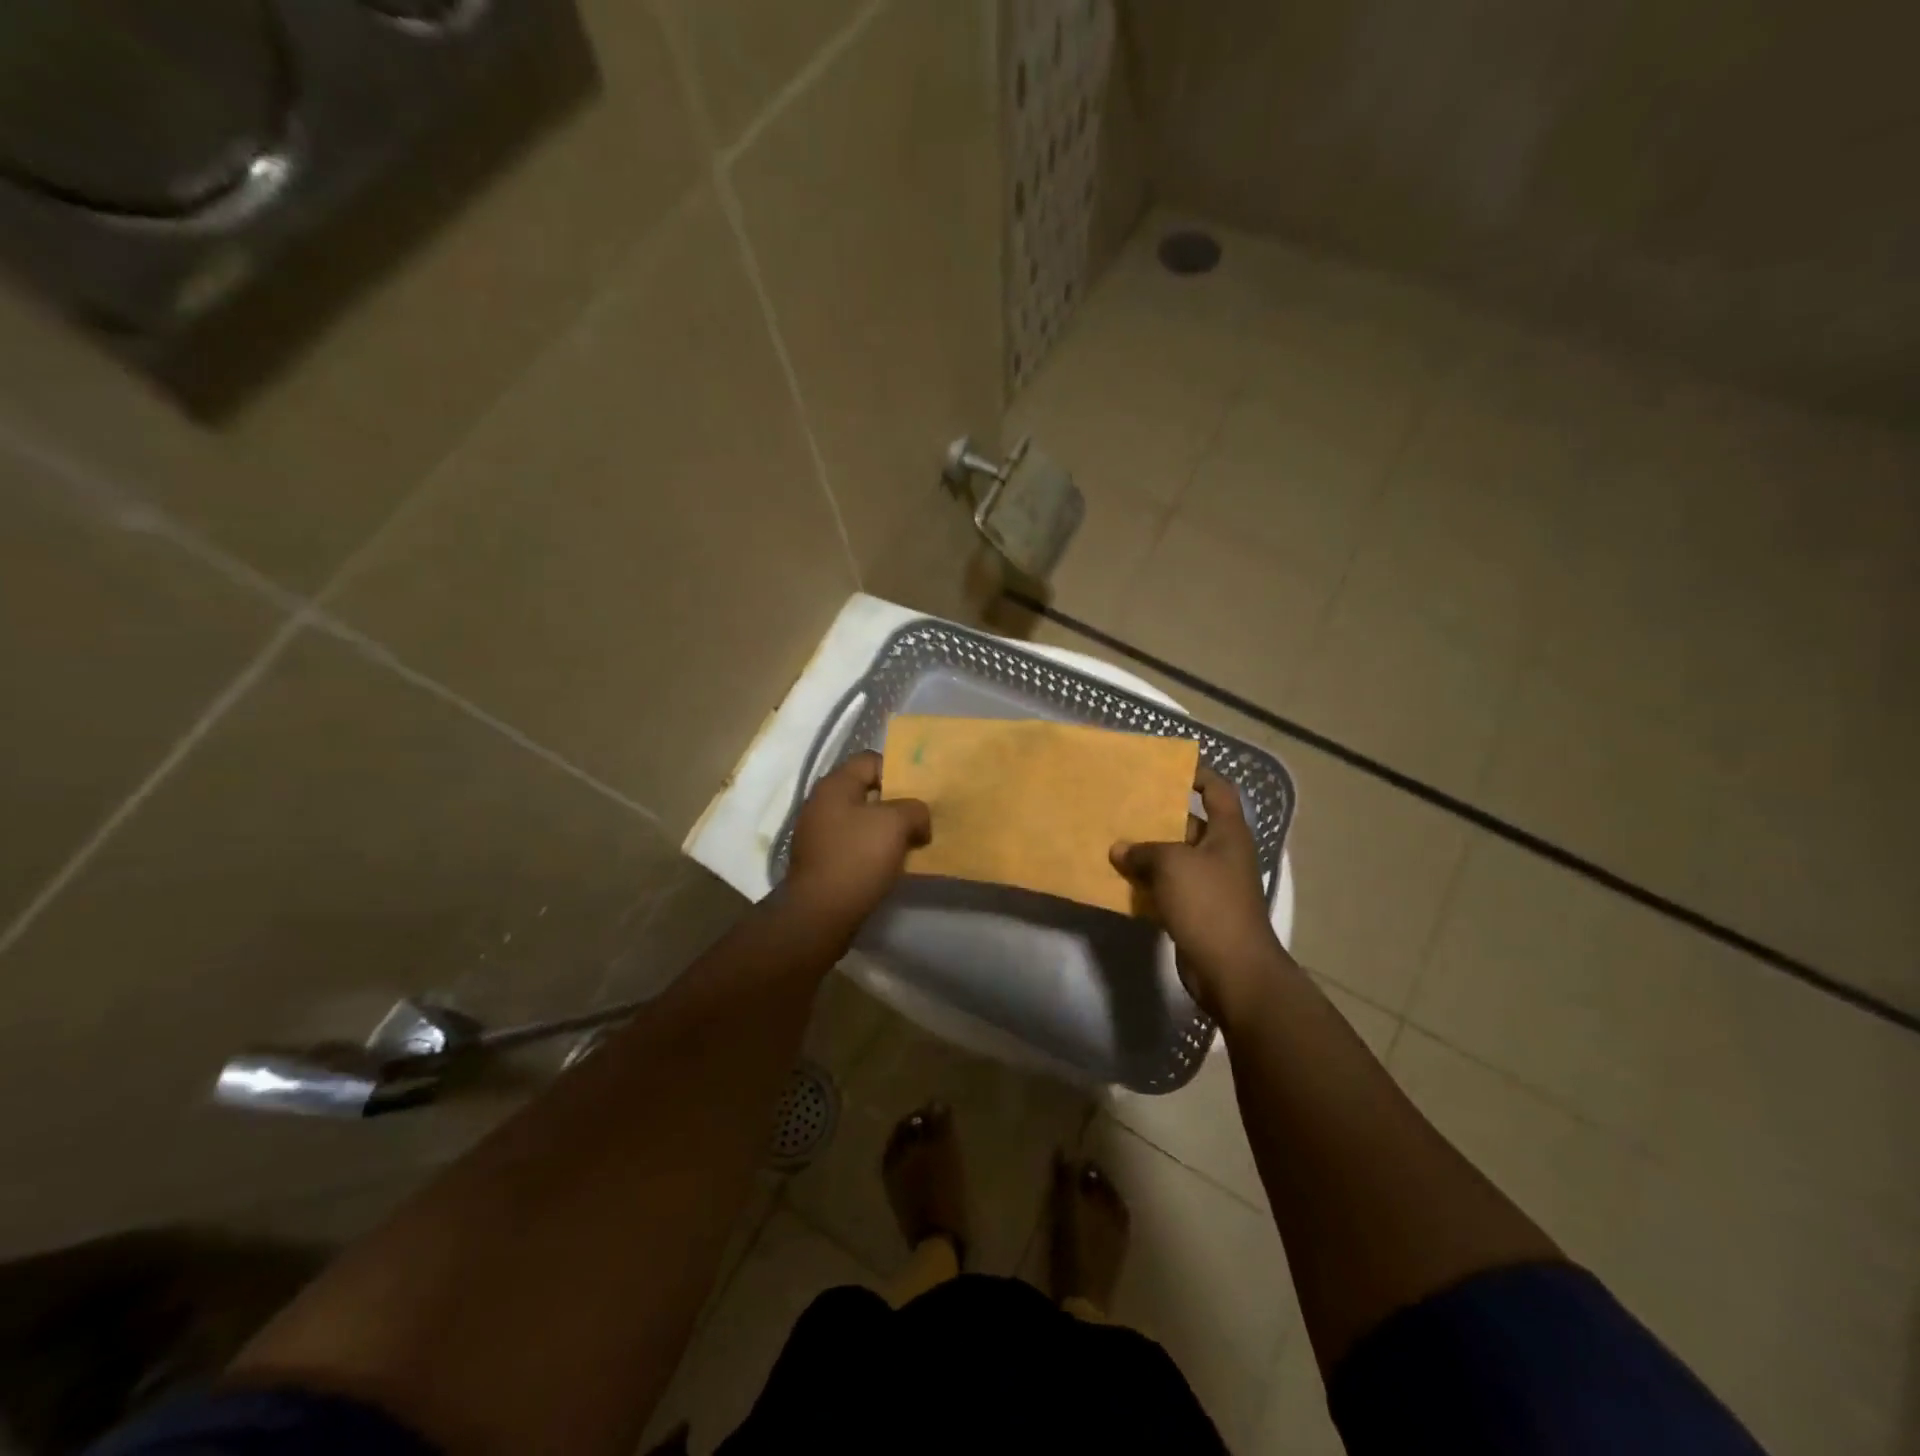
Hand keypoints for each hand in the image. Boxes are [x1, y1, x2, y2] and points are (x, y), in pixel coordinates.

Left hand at [786, 751, 930, 929]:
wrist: (820, 913)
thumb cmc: (857, 857)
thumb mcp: (896, 823)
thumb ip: (914, 809)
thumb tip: (917, 818)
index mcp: (835, 784)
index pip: (871, 760)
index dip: (899, 771)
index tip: (921, 792)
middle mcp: (821, 802)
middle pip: (867, 791)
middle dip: (896, 803)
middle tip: (921, 818)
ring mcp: (817, 832)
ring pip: (861, 820)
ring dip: (886, 829)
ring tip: (911, 843)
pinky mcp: (820, 859)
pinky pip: (853, 844)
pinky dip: (873, 850)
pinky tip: (890, 864)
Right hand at [1110, 768, 1290, 1022]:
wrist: (1232, 970)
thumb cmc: (1209, 904)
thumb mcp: (1172, 865)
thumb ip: (1143, 850)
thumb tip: (1119, 849)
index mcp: (1228, 833)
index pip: (1217, 790)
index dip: (1197, 774)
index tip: (1165, 767)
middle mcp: (1221, 854)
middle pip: (1188, 824)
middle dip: (1157, 815)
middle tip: (1122, 805)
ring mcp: (1209, 884)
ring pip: (1173, 858)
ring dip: (1146, 851)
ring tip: (1111, 838)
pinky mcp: (1195, 911)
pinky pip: (1166, 888)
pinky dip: (1145, 883)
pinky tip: (1117, 879)